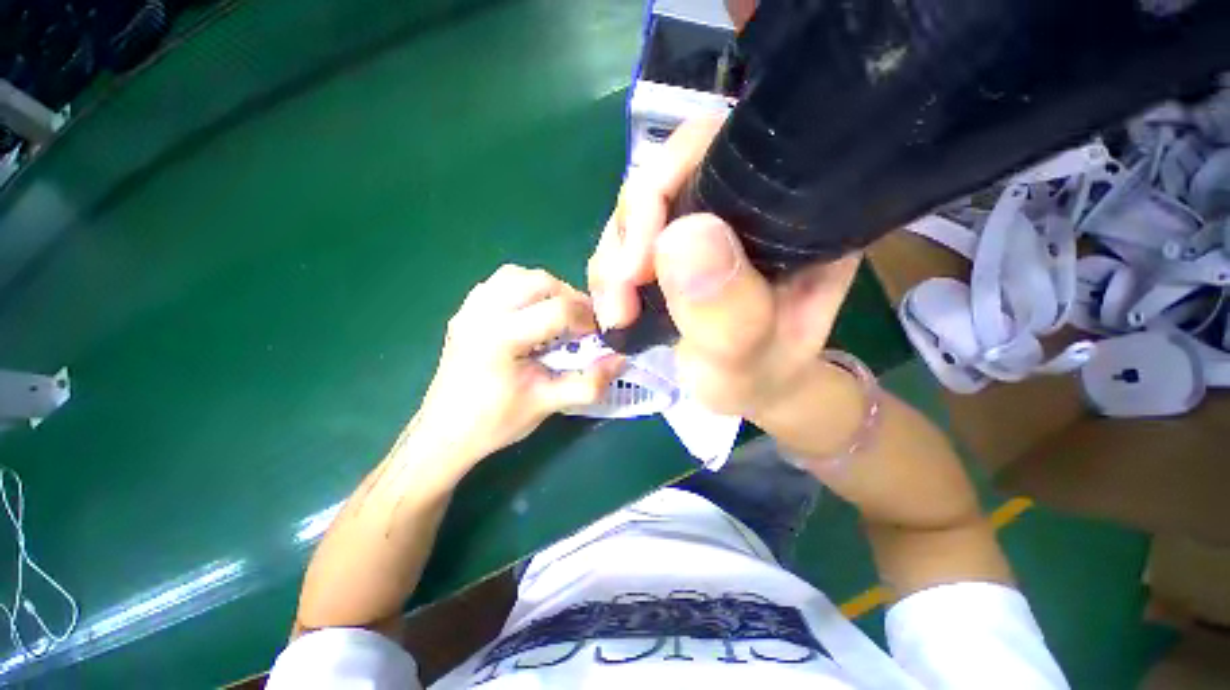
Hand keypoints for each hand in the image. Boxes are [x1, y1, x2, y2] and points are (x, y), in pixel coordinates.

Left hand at [414, 265, 622, 468]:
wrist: (445, 434)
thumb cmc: (496, 422)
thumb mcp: (548, 403)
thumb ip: (589, 382)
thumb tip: (621, 359)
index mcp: (501, 336)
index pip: (559, 309)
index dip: (588, 319)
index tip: (599, 336)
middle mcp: (483, 312)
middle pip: (539, 281)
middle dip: (569, 297)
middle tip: (581, 323)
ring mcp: (470, 309)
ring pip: (517, 275)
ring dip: (546, 289)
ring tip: (558, 315)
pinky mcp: (465, 312)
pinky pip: (499, 284)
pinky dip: (523, 290)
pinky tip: (530, 314)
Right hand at [588, 117, 860, 423]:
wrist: (745, 387)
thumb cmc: (758, 376)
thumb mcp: (747, 359)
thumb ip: (727, 310)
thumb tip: (678, 237)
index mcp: (783, 212)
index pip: (717, 148)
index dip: (664, 186)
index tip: (641, 261)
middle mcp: (738, 203)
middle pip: (660, 178)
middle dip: (627, 238)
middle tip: (621, 302)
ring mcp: (697, 223)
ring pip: (632, 213)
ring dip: (612, 265)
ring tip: (617, 315)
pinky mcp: (667, 247)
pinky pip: (621, 243)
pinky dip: (609, 276)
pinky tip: (615, 310)